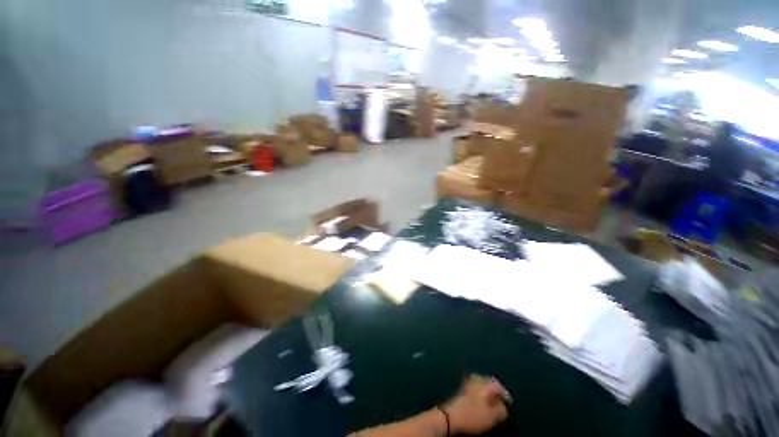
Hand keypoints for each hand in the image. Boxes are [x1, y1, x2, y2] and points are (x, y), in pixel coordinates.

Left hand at [443, 375, 511, 434]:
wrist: (451, 415)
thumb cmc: (473, 415)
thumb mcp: (492, 416)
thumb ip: (502, 410)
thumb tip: (503, 405)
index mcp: (485, 384)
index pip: (499, 386)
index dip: (506, 395)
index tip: (509, 404)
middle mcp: (476, 379)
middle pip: (490, 382)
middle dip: (497, 390)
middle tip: (502, 400)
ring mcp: (468, 382)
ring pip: (482, 383)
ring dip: (488, 390)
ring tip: (492, 400)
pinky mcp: (462, 387)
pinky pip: (476, 386)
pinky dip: (481, 391)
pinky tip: (481, 399)